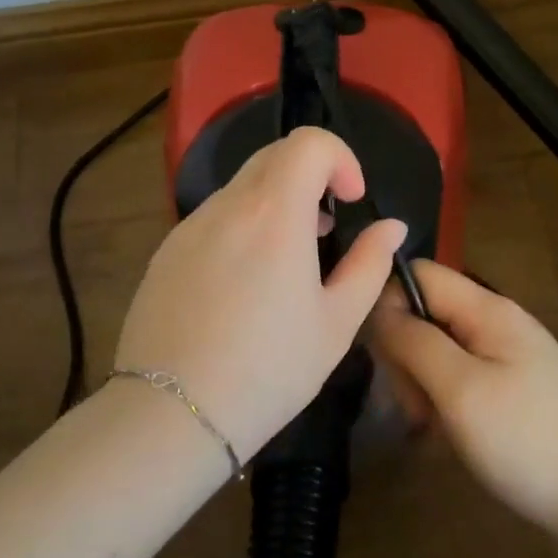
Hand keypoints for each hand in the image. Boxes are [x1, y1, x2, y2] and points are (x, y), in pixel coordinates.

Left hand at [113, 127, 405, 458]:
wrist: (170, 415)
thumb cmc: (269, 370)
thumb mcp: (337, 322)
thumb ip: (370, 263)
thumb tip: (392, 226)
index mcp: (275, 213)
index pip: (309, 142)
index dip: (341, 159)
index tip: (351, 201)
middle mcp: (227, 206)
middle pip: (274, 155)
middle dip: (311, 176)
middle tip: (326, 229)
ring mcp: (189, 227)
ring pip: (242, 187)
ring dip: (276, 202)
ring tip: (288, 260)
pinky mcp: (165, 252)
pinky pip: (214, 217)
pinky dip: (242, 226)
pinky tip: (245, 284)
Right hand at [369, 262, 557, 541]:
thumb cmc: (525, 440)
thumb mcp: (460, 389)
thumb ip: (415, 342)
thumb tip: (379, 309)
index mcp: (487, 309)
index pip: (419, 274)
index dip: (389, 303)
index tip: (383, 357)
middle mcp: (495, 321)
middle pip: (426, 313)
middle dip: (407, 355)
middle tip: (415, 406)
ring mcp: (504, 354)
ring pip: (438, 349)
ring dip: (422, 384)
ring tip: (433, 427)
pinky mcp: (508, 385)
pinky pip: (458, 376)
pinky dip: (444, 400)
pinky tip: (449, 433)